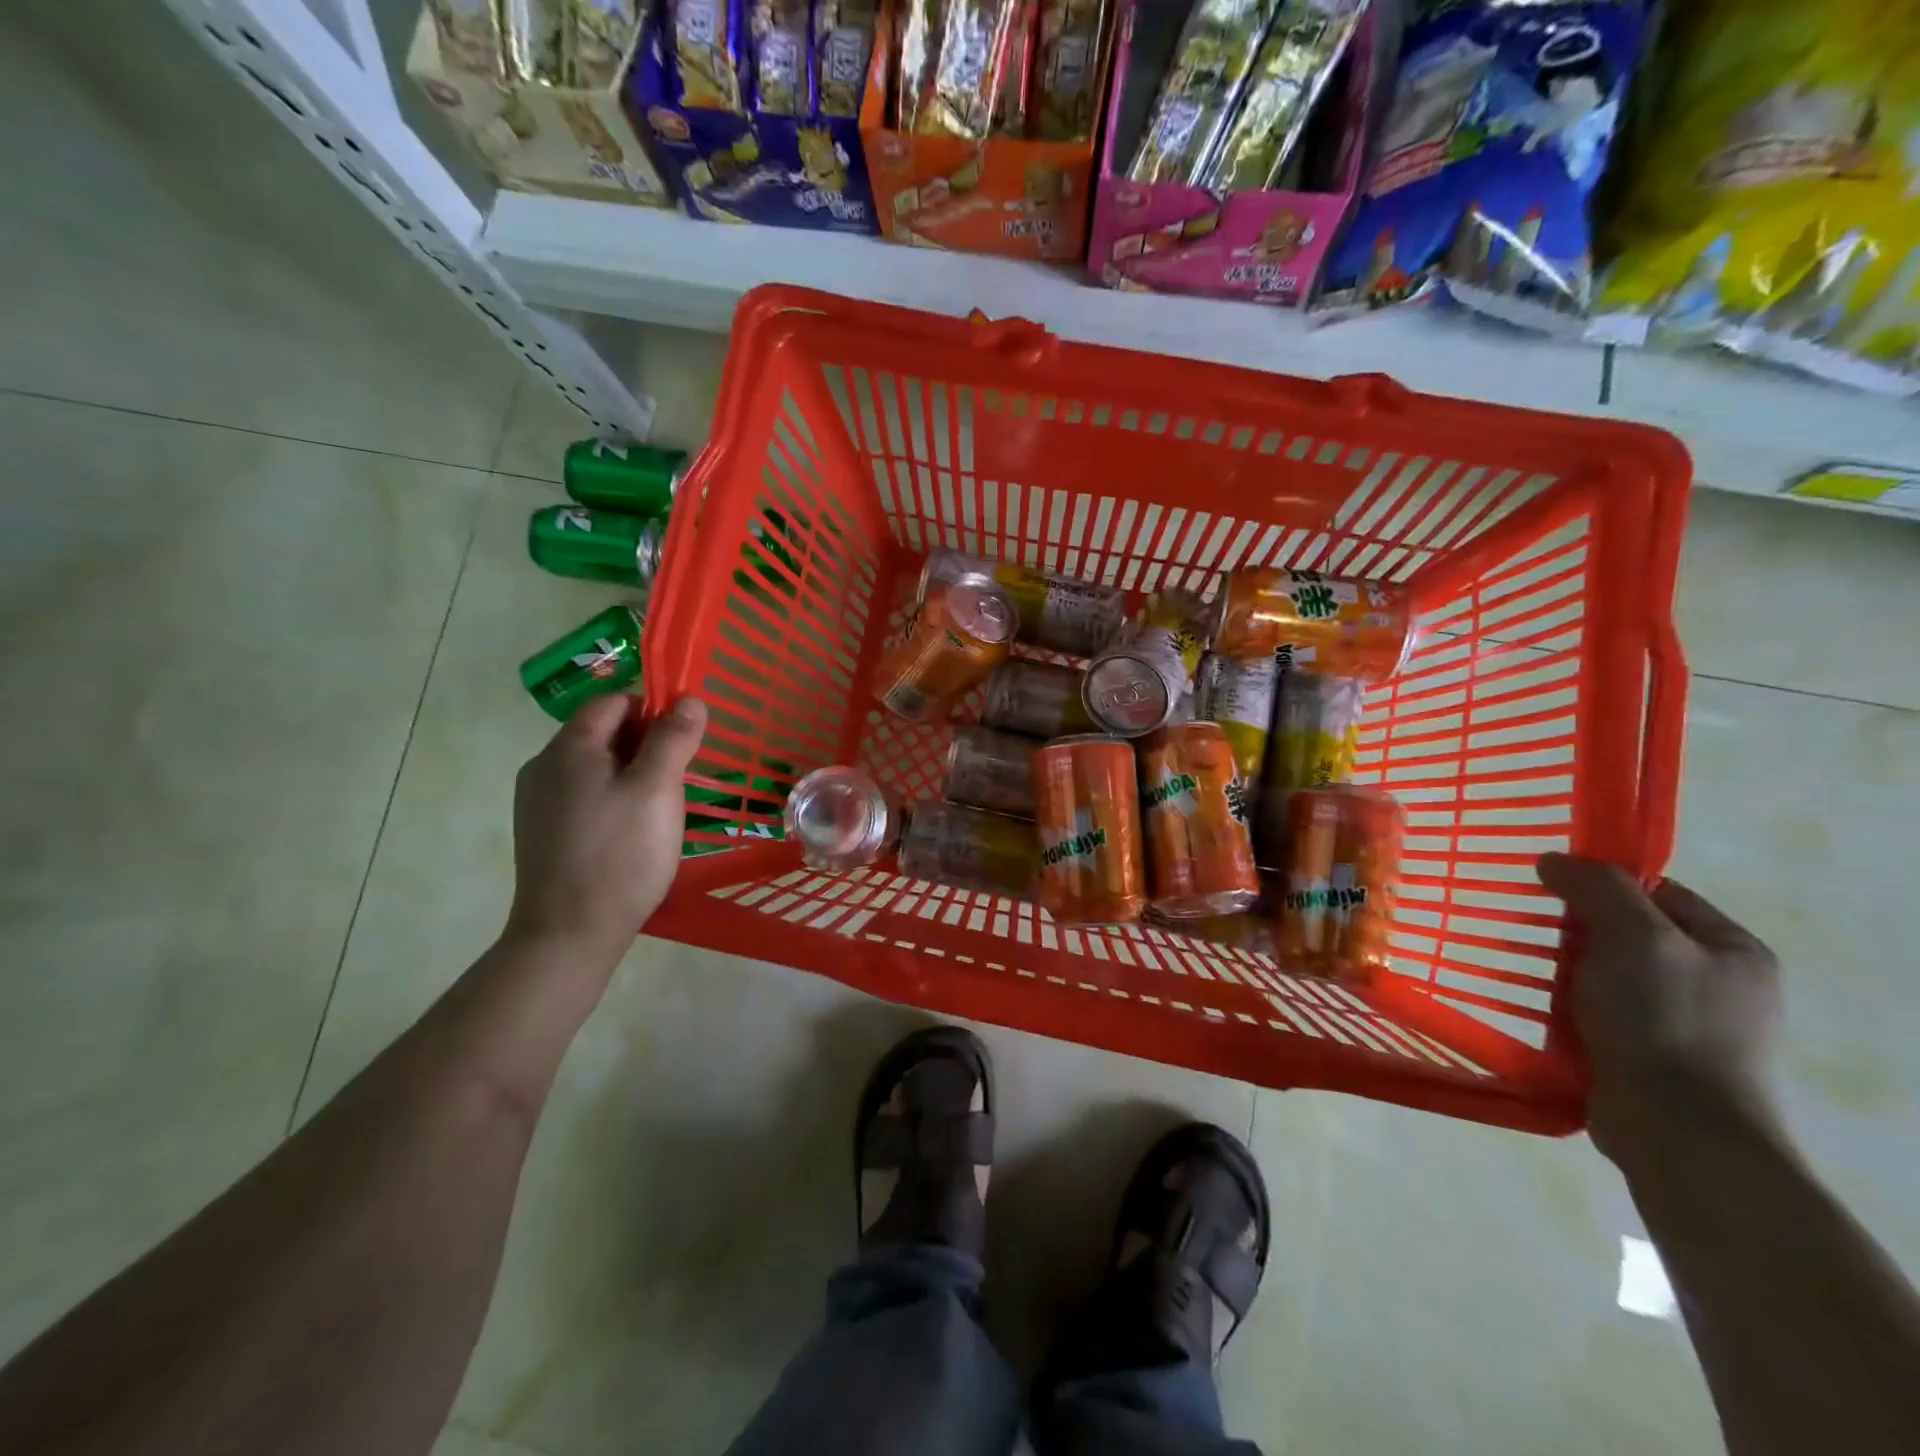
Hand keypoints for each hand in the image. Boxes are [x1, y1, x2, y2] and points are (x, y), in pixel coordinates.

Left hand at [504, 693, 707, 973]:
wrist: (569, 934)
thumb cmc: (620, 854)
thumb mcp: (657, 790)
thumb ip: (674, 738)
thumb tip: (689, 698)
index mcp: (570, 747)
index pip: (615, 701)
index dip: (654, 710)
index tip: (685, 742)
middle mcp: (544, 766)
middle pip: (604, 732)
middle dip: (647, 745)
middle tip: (678, 780)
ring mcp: (538, 801)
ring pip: (596, 767)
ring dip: (632, 774)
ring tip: (660, 810)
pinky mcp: (542, 831)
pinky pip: (584, 796)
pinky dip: (613, 799)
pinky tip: (632, 833)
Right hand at [1537, 853, 1782, 1164]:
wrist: (1676, 1129)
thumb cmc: (1663, 1021)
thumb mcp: (1634, 937)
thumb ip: (1597, 888)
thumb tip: (1553, 860)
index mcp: (1732, 950)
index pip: (1657, 892)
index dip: (1602, 884)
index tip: (1550, 889)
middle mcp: (1716, 983)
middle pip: (1628, 933)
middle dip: (1577, 931)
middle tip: (1534, 932)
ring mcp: (1684, 1023)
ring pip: (1607, 974)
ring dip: (1565, 970)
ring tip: (1526, 970)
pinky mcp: (1648, 1056)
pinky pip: (1598, 1012)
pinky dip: (1566, 1006)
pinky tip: (1539, 1008)